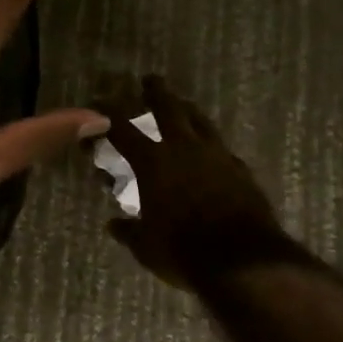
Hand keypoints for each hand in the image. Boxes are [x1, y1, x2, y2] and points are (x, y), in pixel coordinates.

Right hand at [97, 75, 312, 286]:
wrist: (244, 262)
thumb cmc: (184, 251)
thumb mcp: (146, 246)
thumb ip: (128, 231)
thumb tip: (113, 225)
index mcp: (153, 162)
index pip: (122, 129)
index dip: (107, 114)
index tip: (98, 102)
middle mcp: (183, 149)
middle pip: (168, 108)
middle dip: (156, 92)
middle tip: (150, 80)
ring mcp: (216, 156)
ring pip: (200, 121)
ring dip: (187, 109)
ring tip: (183, 104)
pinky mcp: (240, 170)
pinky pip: (221, 147)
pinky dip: (210, 143)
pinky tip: (211, 149)